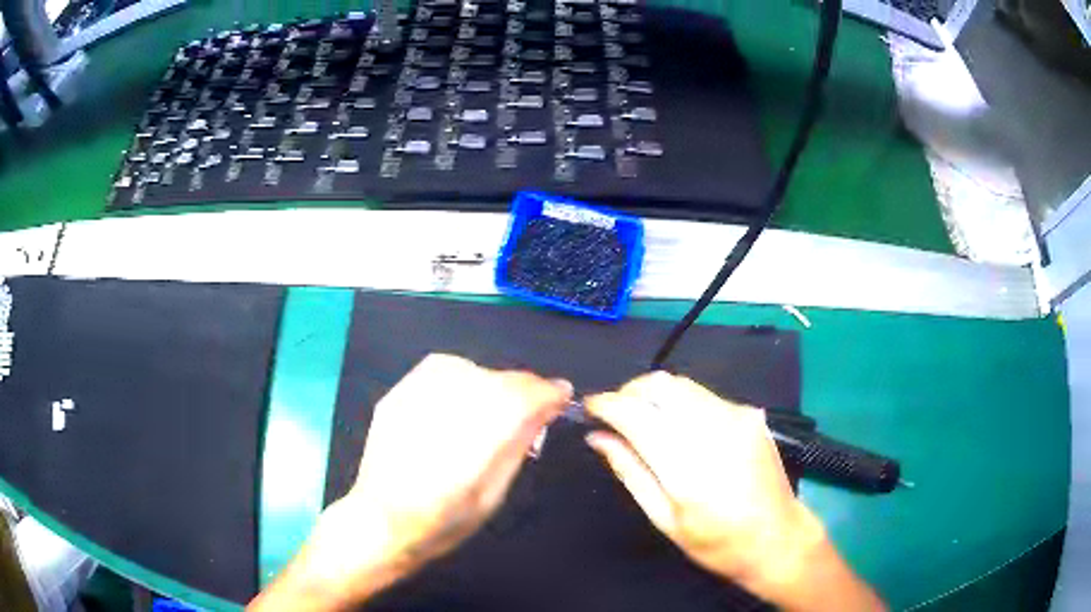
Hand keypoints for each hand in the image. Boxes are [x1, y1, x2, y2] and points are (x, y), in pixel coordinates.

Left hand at [250, 354, 570, 610]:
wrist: (381, 520)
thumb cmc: (445, 521)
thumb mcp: (494, 492)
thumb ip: (519, 443)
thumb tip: (547, 407)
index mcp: (474, 442)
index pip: (525, 395)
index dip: (549, 393)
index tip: (562, 397)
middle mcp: (444, 409)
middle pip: (501, 379)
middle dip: (524, 392)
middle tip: (530, 413)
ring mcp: (416, 396)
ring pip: (474, 369)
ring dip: (493, 386)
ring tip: (492, 412)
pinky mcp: (398, 392)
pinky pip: (443, 369)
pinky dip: (463, 381)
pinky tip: (461, 404)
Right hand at [586, 372, 883, 611]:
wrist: (777, 538)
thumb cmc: (716, 543)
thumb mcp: (665, 519)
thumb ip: (630, 472)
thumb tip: (598, 437)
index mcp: (687, 465)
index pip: (636, 414)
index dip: (606, 404)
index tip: (589, 407)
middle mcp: (713, 430)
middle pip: (660, 384)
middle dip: (629, 391)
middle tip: (615, 415)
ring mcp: (737, 417)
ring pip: (682, 383)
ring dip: (654, 394)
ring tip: (643, 420)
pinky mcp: (749, 415)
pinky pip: (704, 395)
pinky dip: (681, 402)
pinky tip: (679, 428)